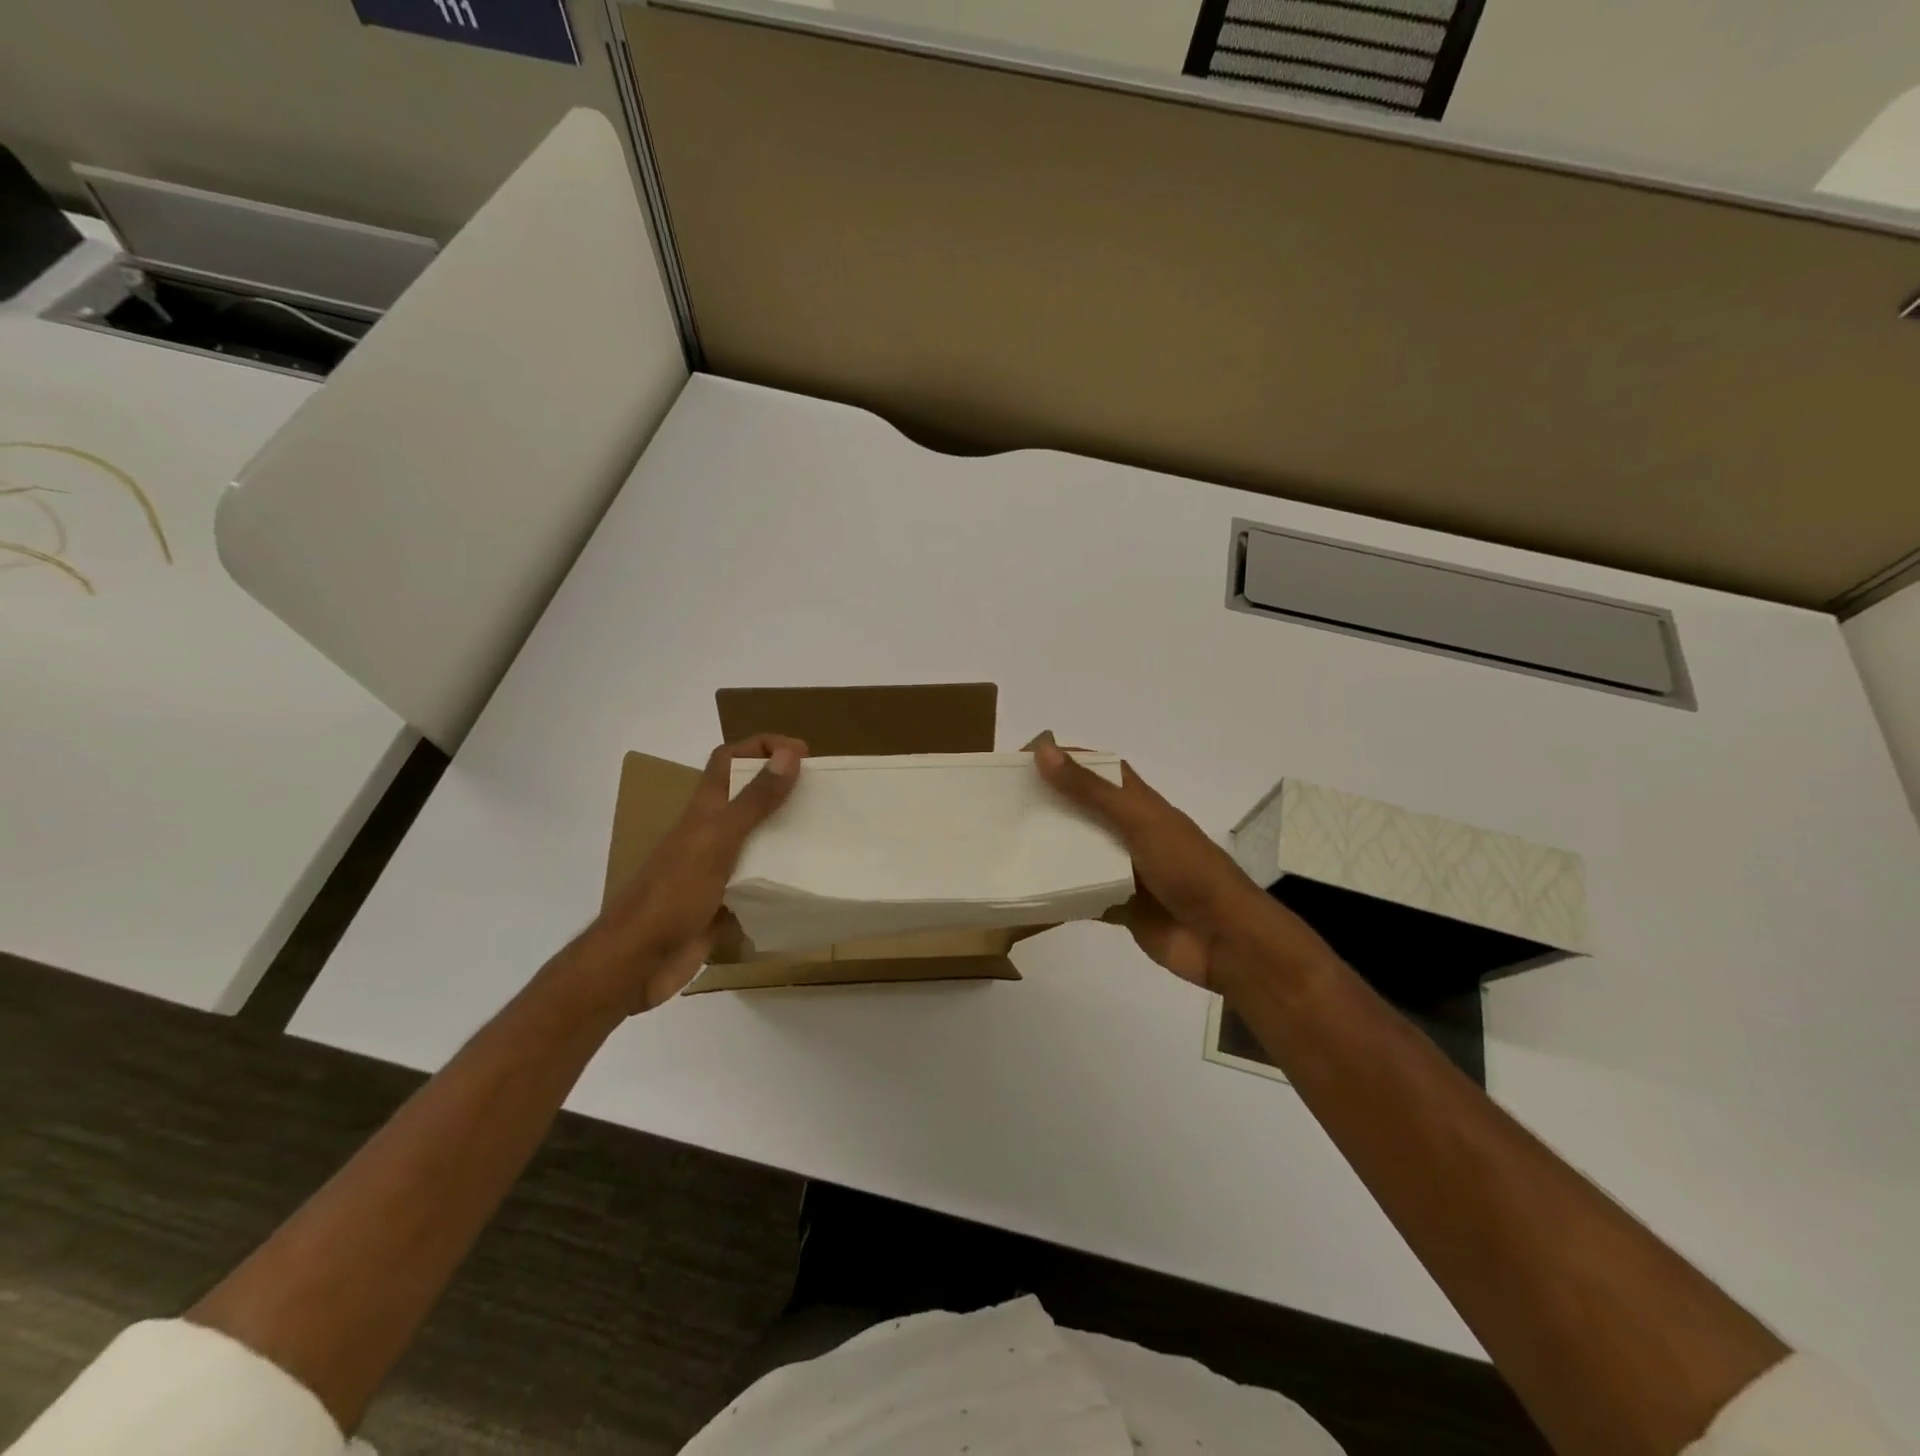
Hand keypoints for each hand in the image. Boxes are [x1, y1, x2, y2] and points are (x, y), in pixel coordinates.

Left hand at [572, 734, 805, 1012]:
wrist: (636, 963)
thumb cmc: (674, 894)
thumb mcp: (719, 840)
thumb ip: (755, 800)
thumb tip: (789, 753)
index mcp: (705, 810)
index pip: (729, 759)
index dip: (761, 746)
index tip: (803, 752)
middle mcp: (710, 834)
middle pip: (748, 797)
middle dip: (783, 788)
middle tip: (824, 794)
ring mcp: (716, 870)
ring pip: (756, 840)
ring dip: (786, 833)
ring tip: (825, 835)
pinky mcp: (723, 904)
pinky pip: (758, 882)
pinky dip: (780, 878)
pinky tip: (807, 882)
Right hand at [1033, 733, 1292, 989]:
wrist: (1224, 939)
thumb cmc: (1186, 869)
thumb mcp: (1137, 821)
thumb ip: (1090, 791)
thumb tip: (1044, 750)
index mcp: (1141, 805)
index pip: (1099, 769)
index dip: (1066, 759)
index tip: (1023, 759)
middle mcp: (1131, 833)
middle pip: (1084, 811)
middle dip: (1049, 805)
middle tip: (1003, 804)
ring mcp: (1126, 872)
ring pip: (1081, 855)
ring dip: (1052, 850)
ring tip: (1008, 844)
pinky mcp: (1122, 907)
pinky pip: (1083, 896)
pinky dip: (1061, 894)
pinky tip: (1030, 891)